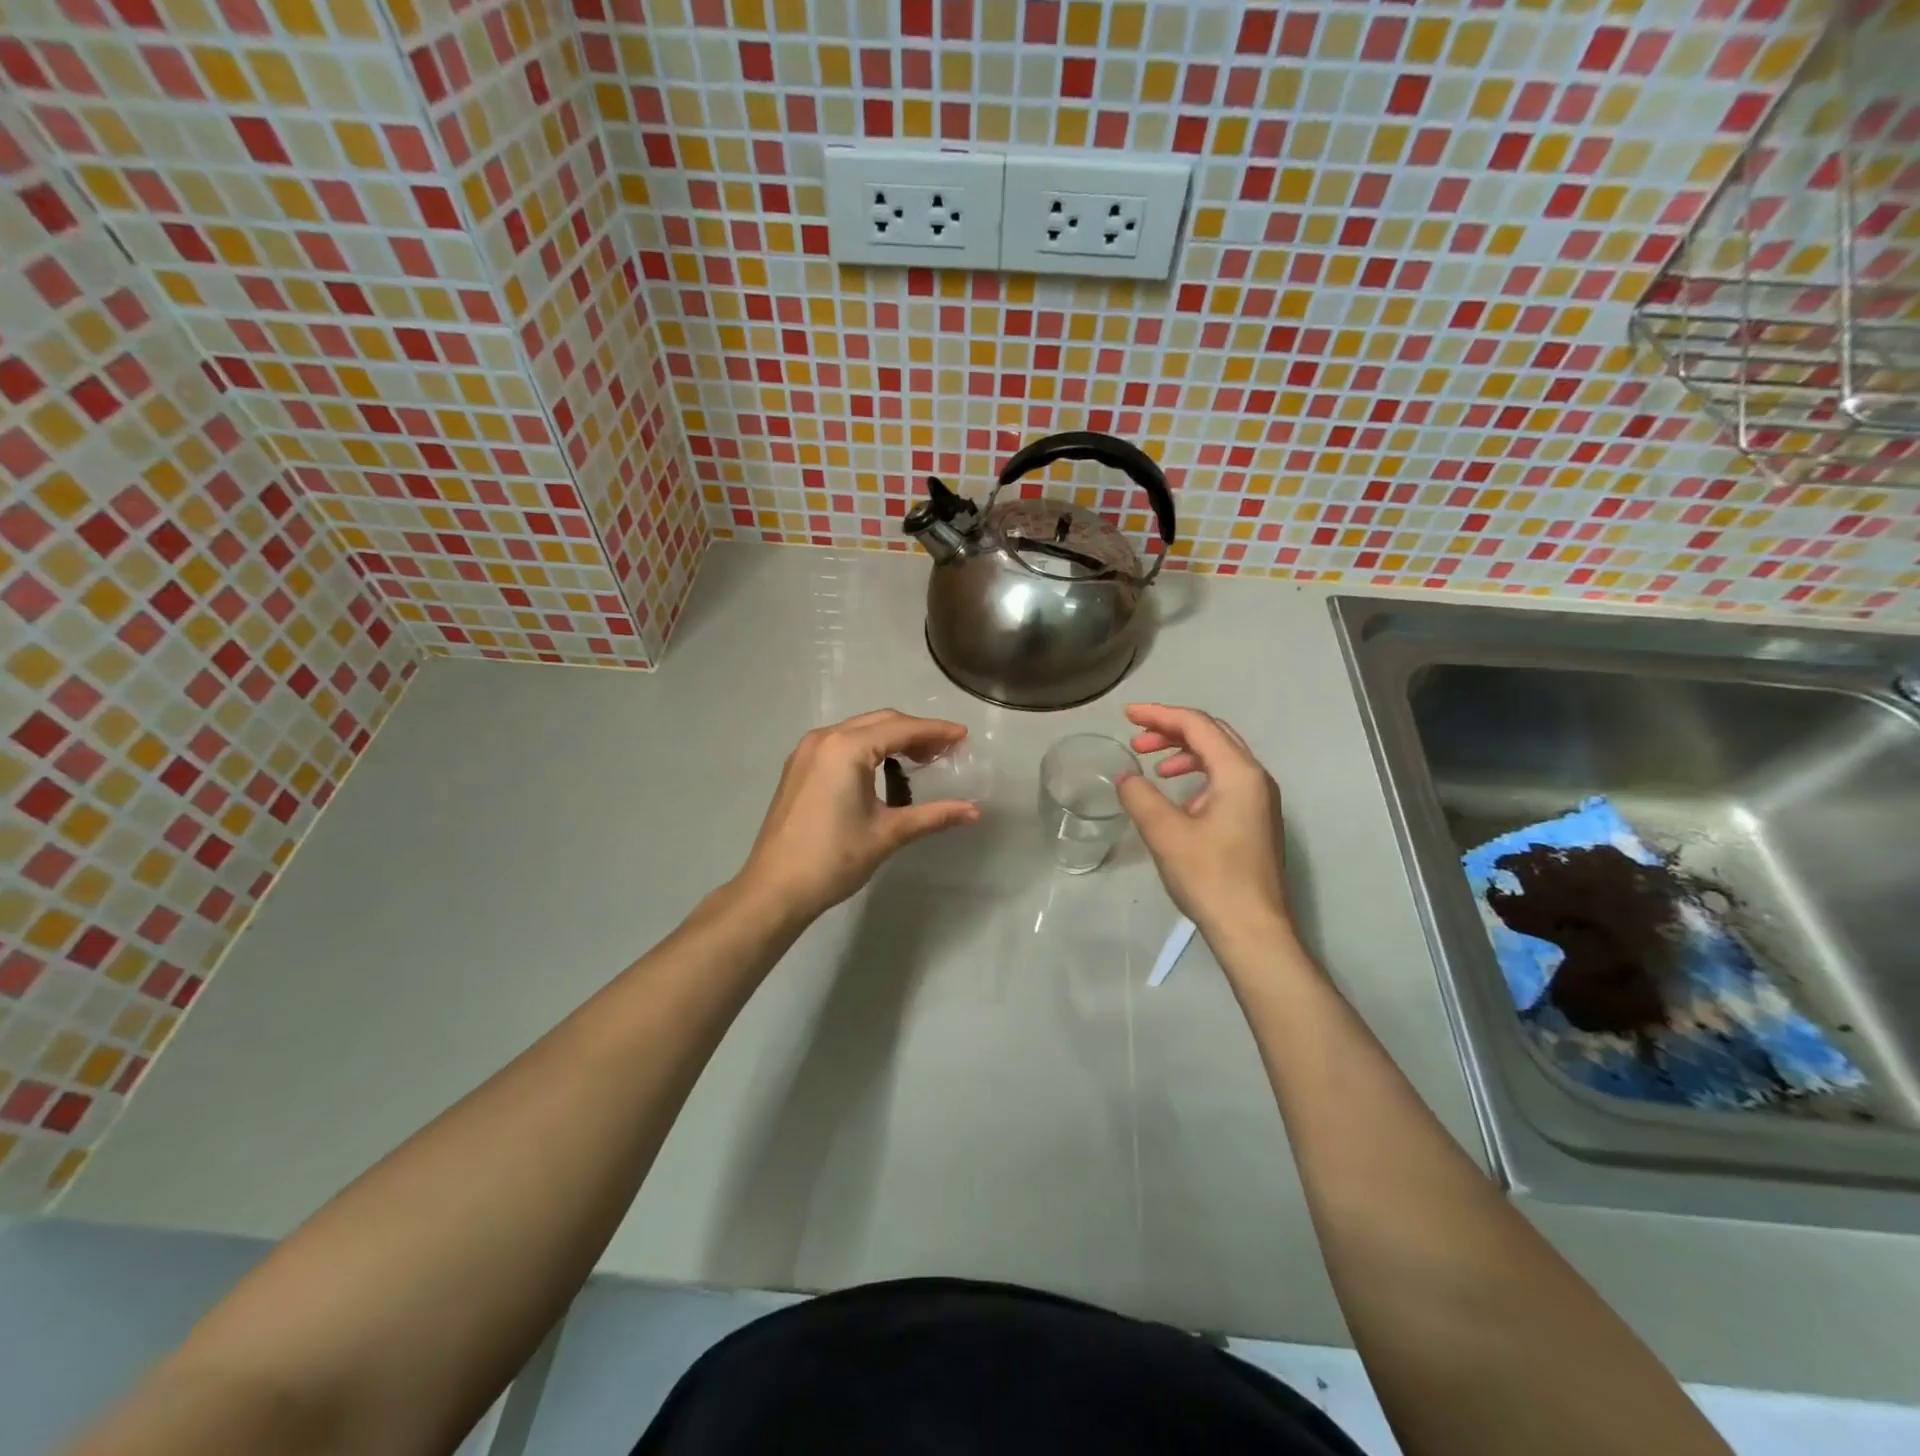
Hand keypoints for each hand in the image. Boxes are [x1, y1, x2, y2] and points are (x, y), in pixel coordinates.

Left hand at [737, 710, 980, 919]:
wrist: (775, 889)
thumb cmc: (834, 859)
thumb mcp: (888, 834)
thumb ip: (933, 816)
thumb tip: (974, 812)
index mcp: (847, 748)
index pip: (901, 729)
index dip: (936, 731)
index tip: (963, 736)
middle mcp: (824, 739)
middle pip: (880, 722)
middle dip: (915, 732)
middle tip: (946, 750)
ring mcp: (806, 752)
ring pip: (859, 731)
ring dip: (891, 739)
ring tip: (921, 759)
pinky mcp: (798, 768)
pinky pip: (841, 744)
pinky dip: (868, 748)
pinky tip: (884, 769)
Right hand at [1117, 703, 1291, 941]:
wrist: (1252, 929)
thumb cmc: (1210, 877)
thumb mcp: (1165, 833)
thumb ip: (1141, 796)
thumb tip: (1126, 777)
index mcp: (1239, 773)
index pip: (1197, 725)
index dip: (1160, 715)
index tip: (1127, 715)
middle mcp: (1256, 778)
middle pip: (1212, 735)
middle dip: (1172, 731)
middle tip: (1136, 739)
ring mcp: (1259, 800)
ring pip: (1220, 757)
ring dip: (1183, 753)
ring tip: (1152, 765)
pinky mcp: (1255, 821)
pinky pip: (1224, 780)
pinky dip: (1197, 775)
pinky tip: (1177, 794)